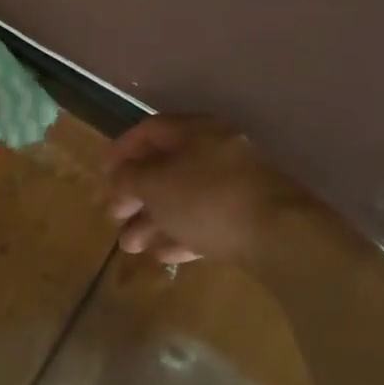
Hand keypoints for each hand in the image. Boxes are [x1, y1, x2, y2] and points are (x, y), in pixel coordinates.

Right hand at [104, 115, 328, 267]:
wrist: (281, 236)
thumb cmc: (206, 198)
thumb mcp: (154, 184)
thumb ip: (129, 176)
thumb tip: (119, 174)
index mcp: (195, 132)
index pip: (149, 130)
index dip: (121, 150)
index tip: (102, 173)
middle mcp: (216, 151)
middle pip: (166, 167)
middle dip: (135, 194)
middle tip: (114, 215)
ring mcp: (236, 185)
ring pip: (184, 198)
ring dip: (153, 220)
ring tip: (130, 246)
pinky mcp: (249, 217)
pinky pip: (206, 219)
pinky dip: (181, 233)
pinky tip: (162, 254)